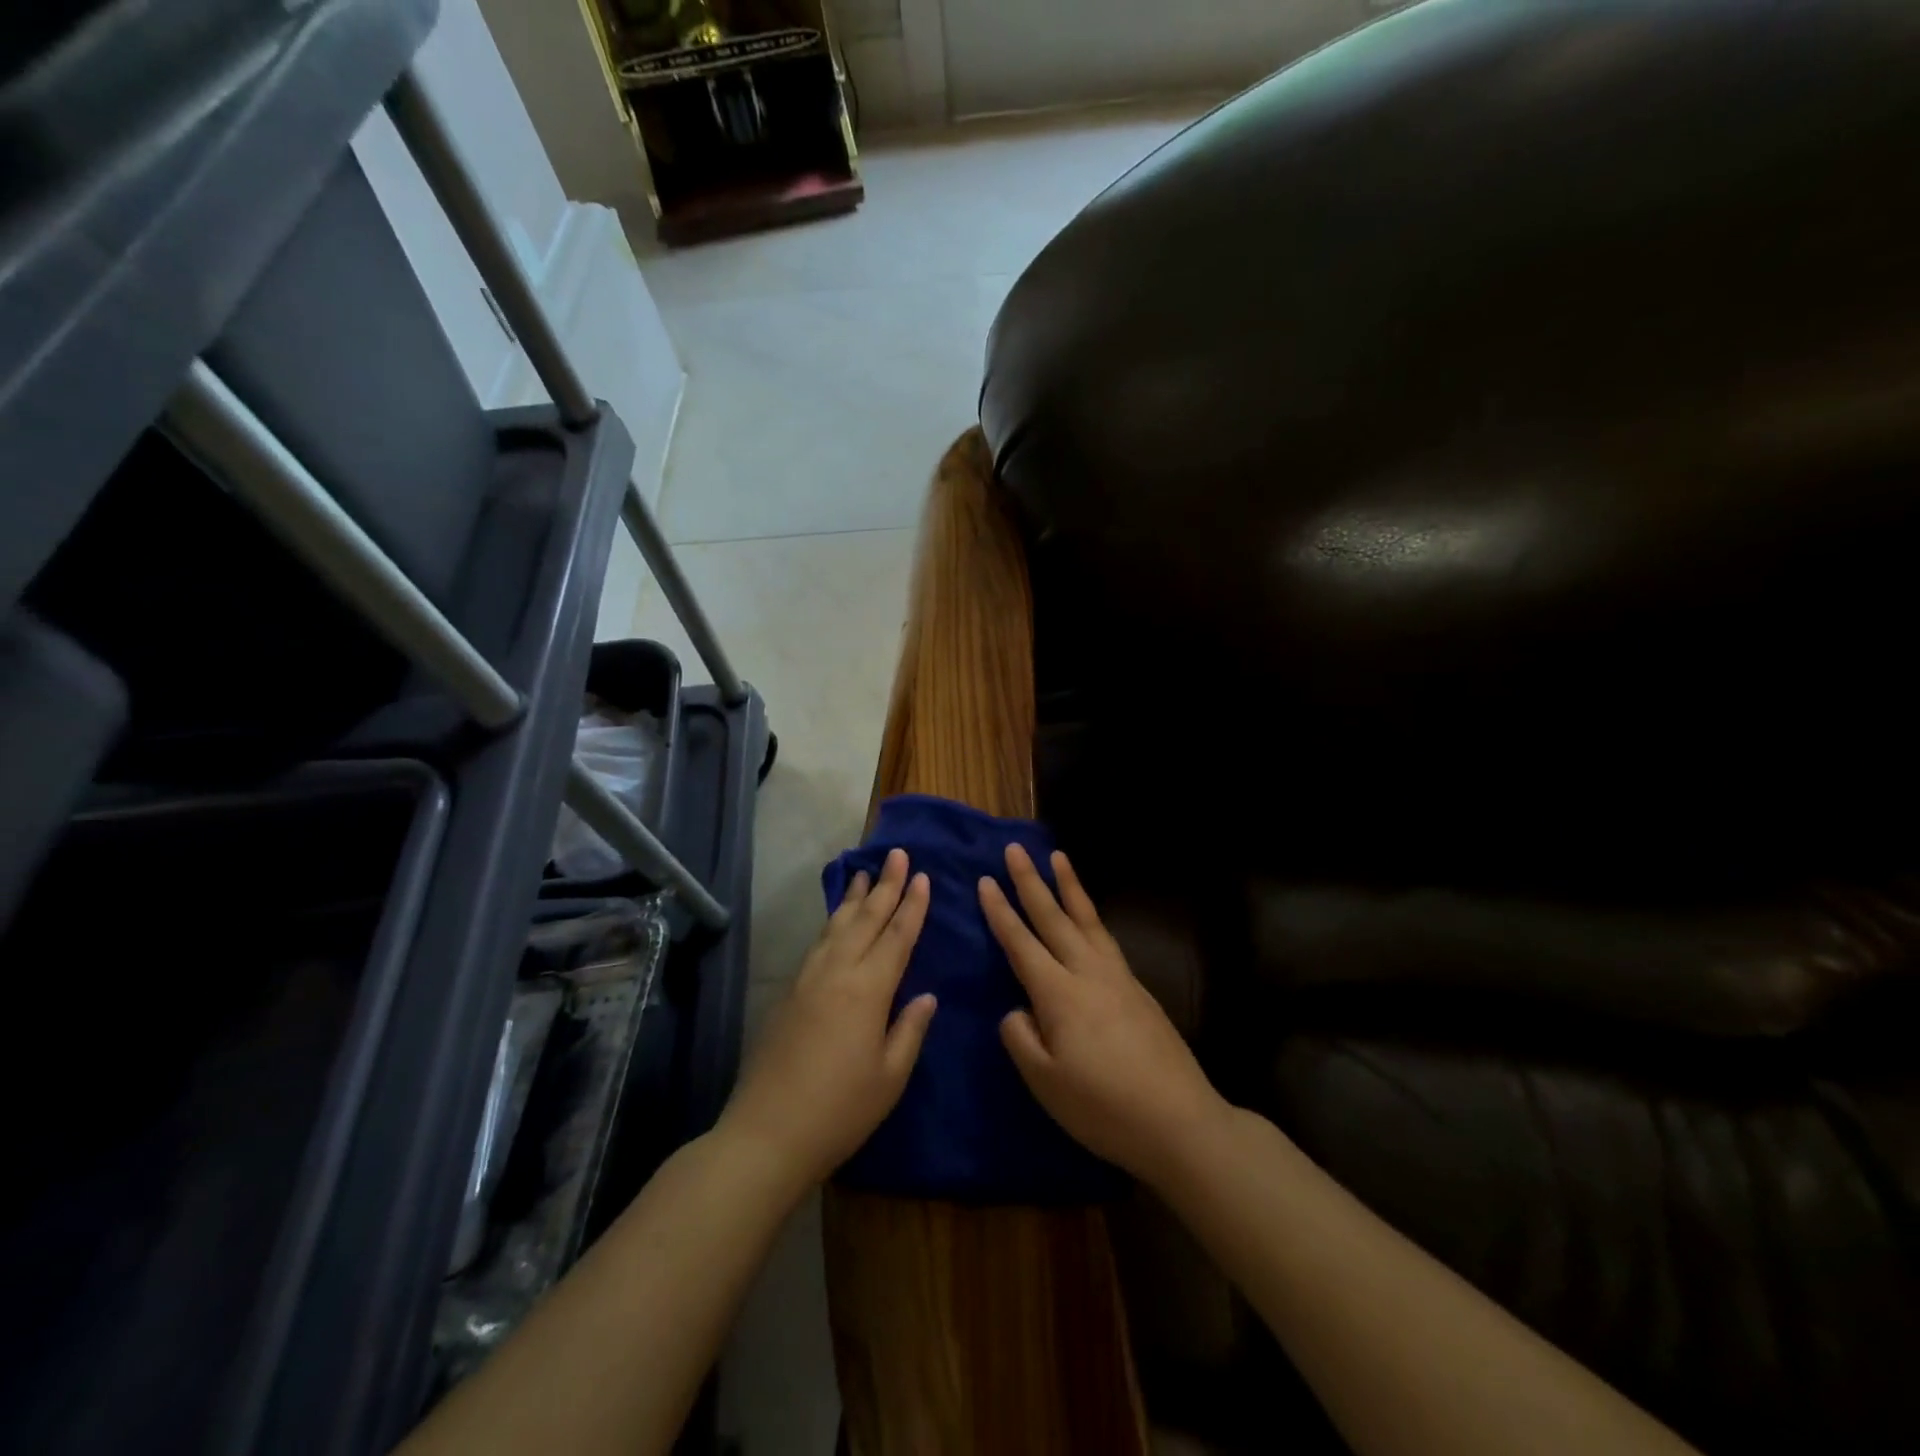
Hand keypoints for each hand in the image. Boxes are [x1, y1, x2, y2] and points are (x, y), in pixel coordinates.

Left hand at [720, 848, 936, 1190]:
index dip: (912, 905)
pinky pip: (818, 943)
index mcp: (868, 990)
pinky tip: (837, 919)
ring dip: (855, 897)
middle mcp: (837, 972)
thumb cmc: (840, 1110)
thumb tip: (927, 995)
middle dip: (886, 885)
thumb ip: (910, 1029)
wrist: (767, 1133)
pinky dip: (833, 922)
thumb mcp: (890, 1077)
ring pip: (837, 925)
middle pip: (867, 919)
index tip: (922, 876)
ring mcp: (808, 979)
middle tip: (898, 853)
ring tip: (866, 873)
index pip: (897, 936)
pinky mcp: (788, 992)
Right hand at [980, 844, 1228, 1186]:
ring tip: (1058, 858)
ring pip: (1087, 919)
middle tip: (1015, 849)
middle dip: (1031, 881)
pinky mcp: (1138, 989)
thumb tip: (1016, 1010)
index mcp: (1060, 994)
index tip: (985, 880)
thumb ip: (1021, 1038)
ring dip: (1069, 886)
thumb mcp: (1046, 1083)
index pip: (1022, 943)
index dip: (1000, 912)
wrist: (1180, 1121)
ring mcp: (1118, 977)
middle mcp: (1088, 973)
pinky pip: (1106, 937)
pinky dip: (1091, 915)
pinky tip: (1089, 918)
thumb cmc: (1104, 1107)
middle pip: (1054, 917)